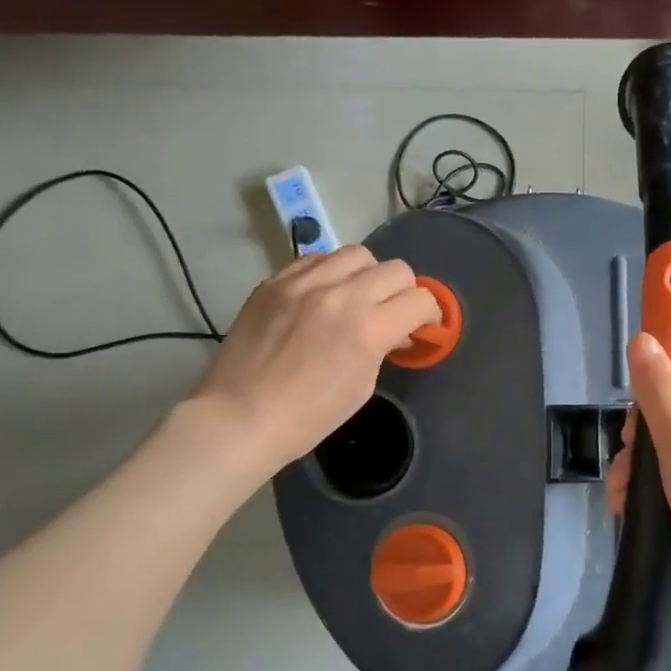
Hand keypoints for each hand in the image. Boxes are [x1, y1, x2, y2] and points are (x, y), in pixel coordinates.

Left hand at [187, 246, 438, 479]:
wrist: (241, 416)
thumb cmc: (309, 416)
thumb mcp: (363, 385)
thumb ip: (383, 346)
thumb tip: (395, 329)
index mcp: (368, 328)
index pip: (420, 300)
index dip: (430, 314)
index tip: (422, 327)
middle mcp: (340, 295)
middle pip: (396, 269)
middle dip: (405, 292)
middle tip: (393, 312)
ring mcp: (304, 283)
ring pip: (357, 254)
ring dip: (368, 275)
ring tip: (357, 297)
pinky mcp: (275, 281)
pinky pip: (317, 259)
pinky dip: (331, 272)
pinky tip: (324, 295)